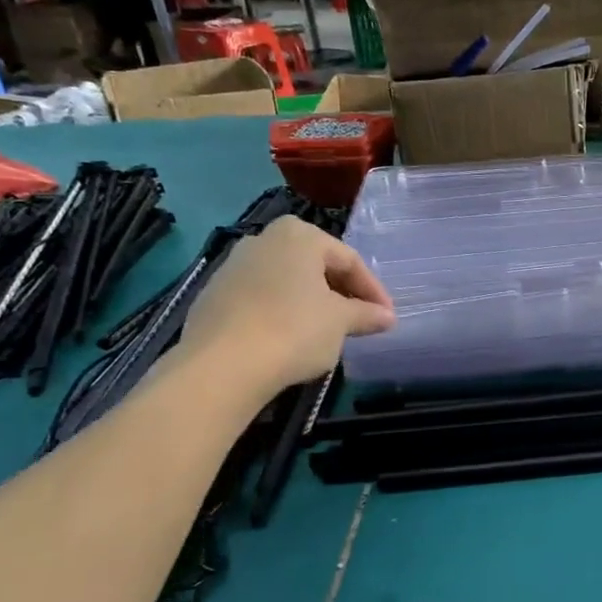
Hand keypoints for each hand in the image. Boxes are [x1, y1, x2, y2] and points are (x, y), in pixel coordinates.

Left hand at [178, 217, 393, 396]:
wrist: (222, 365)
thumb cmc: (294, 330)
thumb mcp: (341, 322)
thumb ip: (366, 314)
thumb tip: (387, 317)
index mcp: (299, 236)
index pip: (349, 259)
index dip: (373, 290)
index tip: (386, 317)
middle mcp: (264, 240)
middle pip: (316, 265)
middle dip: (342, 293)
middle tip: (361, 321)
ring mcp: (233, 266)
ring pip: (288, 281)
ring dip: (312, 302)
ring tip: (328, 331)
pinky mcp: (214, 295)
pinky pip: (262, 298)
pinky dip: (283, 312)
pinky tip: (291, 339)